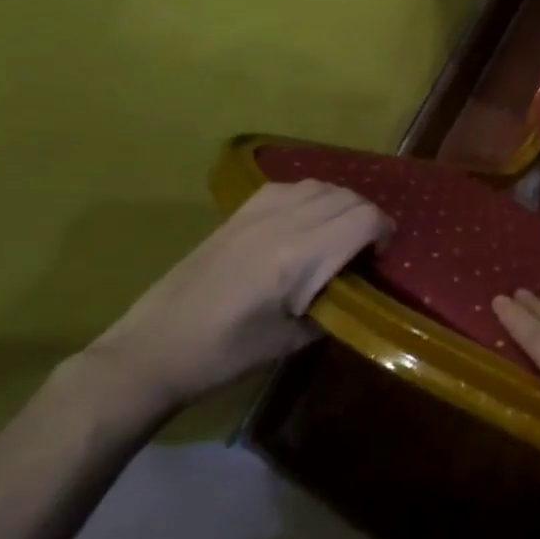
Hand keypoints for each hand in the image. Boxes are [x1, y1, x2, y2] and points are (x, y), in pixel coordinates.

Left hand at [87, 181, 391, 411]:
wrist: (155, 346)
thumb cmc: (226, 354)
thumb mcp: (292, 340)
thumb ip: (334, 308)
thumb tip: (356, 291)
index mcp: (299, 257)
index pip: (364, 219)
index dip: (385, 232)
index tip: (379, 259)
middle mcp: (283, 223)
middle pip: (347, 197)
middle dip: (367, 218)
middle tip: (363, 251)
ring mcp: (257, 213)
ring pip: (320, 185)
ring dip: (340, 204)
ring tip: (337, 234)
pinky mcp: (238, 214)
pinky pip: (289, 186)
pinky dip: (310, 197)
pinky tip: (304, 223)